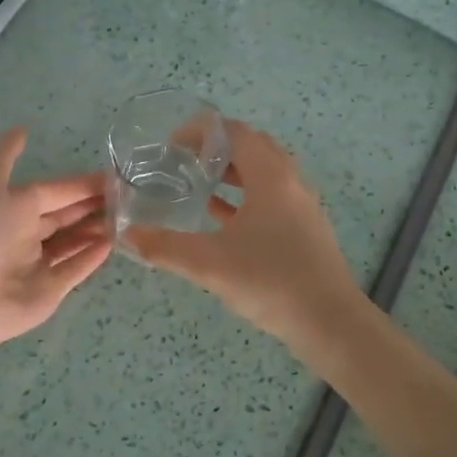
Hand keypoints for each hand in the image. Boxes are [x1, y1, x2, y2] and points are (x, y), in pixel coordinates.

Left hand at [0, 128, 110, 429]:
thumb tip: (21, 128)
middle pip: (64, 217)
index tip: (115, 177)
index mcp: (9, 207)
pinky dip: (91, 258)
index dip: (81, 185)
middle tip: (129, 197)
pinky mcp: (48, 291)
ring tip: (126, 218)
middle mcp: (22, 234)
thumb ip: (6, 156)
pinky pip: (74, 271)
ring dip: (96, 230)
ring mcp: (36, 264)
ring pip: (72, 243)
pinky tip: (112, 244)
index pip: (53, 191)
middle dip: (93, 206)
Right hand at [127, 120, 361, 345]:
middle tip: (182, 161)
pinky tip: (219, 216)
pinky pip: (270, 198)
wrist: (330, 323)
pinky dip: (244, 197)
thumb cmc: (270, 281)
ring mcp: (301, 206)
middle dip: (215, 148)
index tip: (171, 146)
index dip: (201, 132)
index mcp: (271, 176)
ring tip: (195, 183)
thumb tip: (126, 235)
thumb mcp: (209, 264)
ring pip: (262, 173)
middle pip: (251, 147)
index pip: (235, 133)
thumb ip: (164, 247)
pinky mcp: (304, 229)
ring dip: (231, 172)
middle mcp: (290, 182)